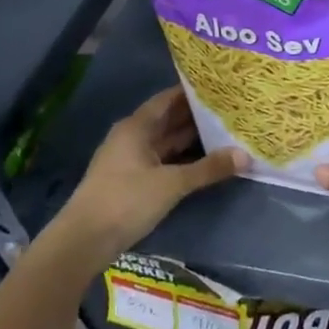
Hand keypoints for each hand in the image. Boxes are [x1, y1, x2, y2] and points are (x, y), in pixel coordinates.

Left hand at [61, 87, 247, 251]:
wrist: (83, 242)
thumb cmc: (126, 201)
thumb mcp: (172, 184)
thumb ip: (208, 168)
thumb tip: (246, 155)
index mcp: (137, 127)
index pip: (169, 98)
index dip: (194, 91)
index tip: (222, 86)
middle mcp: (133, 137)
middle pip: (169, 119)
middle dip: (198, 116)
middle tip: (232, 109)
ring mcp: (131, 160)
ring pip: (167, 142)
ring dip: (193, 139)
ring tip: (227, 131)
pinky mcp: (133, 181)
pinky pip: (164, 160)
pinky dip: (184, 159)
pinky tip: (207, 160)